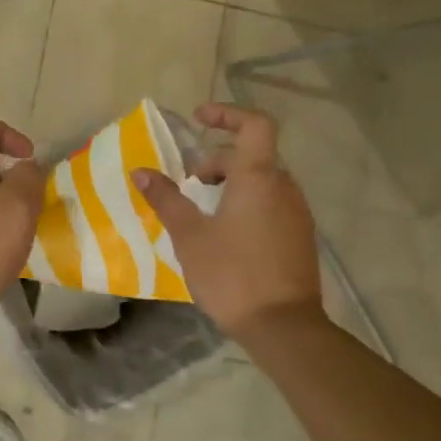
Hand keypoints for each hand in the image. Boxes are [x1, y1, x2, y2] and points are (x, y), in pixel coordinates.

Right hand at [133, 103, 322, 337]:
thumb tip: (141, 172)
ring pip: (262, 181)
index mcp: (259, 178)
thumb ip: (166, 199)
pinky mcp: (300, 237)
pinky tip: (225, 234)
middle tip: (188, 184)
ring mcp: (297, 213)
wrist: (283, 326)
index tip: (199, 118)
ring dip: (231, 184)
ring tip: (202, 210)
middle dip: (217, 161)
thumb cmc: (232, 274)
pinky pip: (271, 204)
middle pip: (252, 155)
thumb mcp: (189, 236)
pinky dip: (246, 203)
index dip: (227, 114)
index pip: (254, 125)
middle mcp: (284, 187)